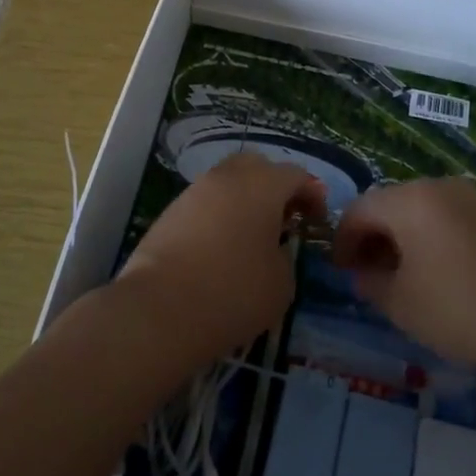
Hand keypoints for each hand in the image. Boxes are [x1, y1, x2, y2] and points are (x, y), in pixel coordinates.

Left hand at [115, 152, 324, 365]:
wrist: (159, 309)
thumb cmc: (233, 292)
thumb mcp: (282, 283)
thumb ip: (285, 257)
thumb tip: (273, 249)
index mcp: (262, 185)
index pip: (296, 174)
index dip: (312, 194)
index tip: (316, 220)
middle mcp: (228, 177)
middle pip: (258, 166)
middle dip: (275, 186)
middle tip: (285, 218)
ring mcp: (194, 191)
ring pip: (228, 181)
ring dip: (245, 199)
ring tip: (252, 235)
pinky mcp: (170, 211)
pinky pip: (206, 202)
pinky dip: (220, 214)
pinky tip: (222, 246)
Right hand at [331, 179, 475, 376]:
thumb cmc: (459, 309)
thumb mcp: (401, 303)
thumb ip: (371, 282)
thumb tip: (363, 272)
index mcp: (408, 200)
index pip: (359, 210)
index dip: (342, 239)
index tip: (338, 270)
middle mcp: (436, 187)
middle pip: (389, 204)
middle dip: (371, 236)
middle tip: (364, 273)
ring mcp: (468, 199)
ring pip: (418, 211)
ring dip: (399, 237)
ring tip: (396, 276)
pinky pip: (444, 219)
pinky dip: (427, 238)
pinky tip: (431, 273)